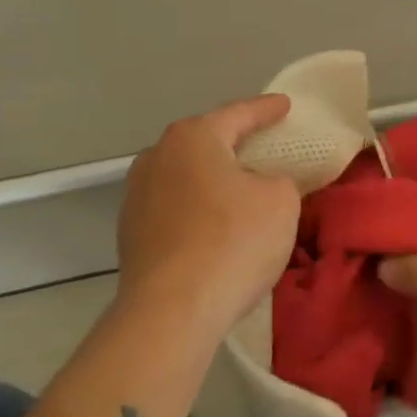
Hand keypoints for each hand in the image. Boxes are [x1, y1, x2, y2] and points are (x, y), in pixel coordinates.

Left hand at [117, 95, 300, 337]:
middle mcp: (157, 156)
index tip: (285, 105)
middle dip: (233, 141)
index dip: (266, 109)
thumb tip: (262, 184)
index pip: (238, 113)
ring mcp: (137, 195)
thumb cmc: (233, 241)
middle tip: (262, 143)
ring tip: (238, 186)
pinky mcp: (131, 233)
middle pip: (205, 141)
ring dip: (212, 178)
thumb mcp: (281, 201)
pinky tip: (214, 224)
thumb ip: (279, 180)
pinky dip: (197, 208)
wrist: (172, 311)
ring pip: (185, 175)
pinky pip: (175, 207)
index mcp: (193, 138)